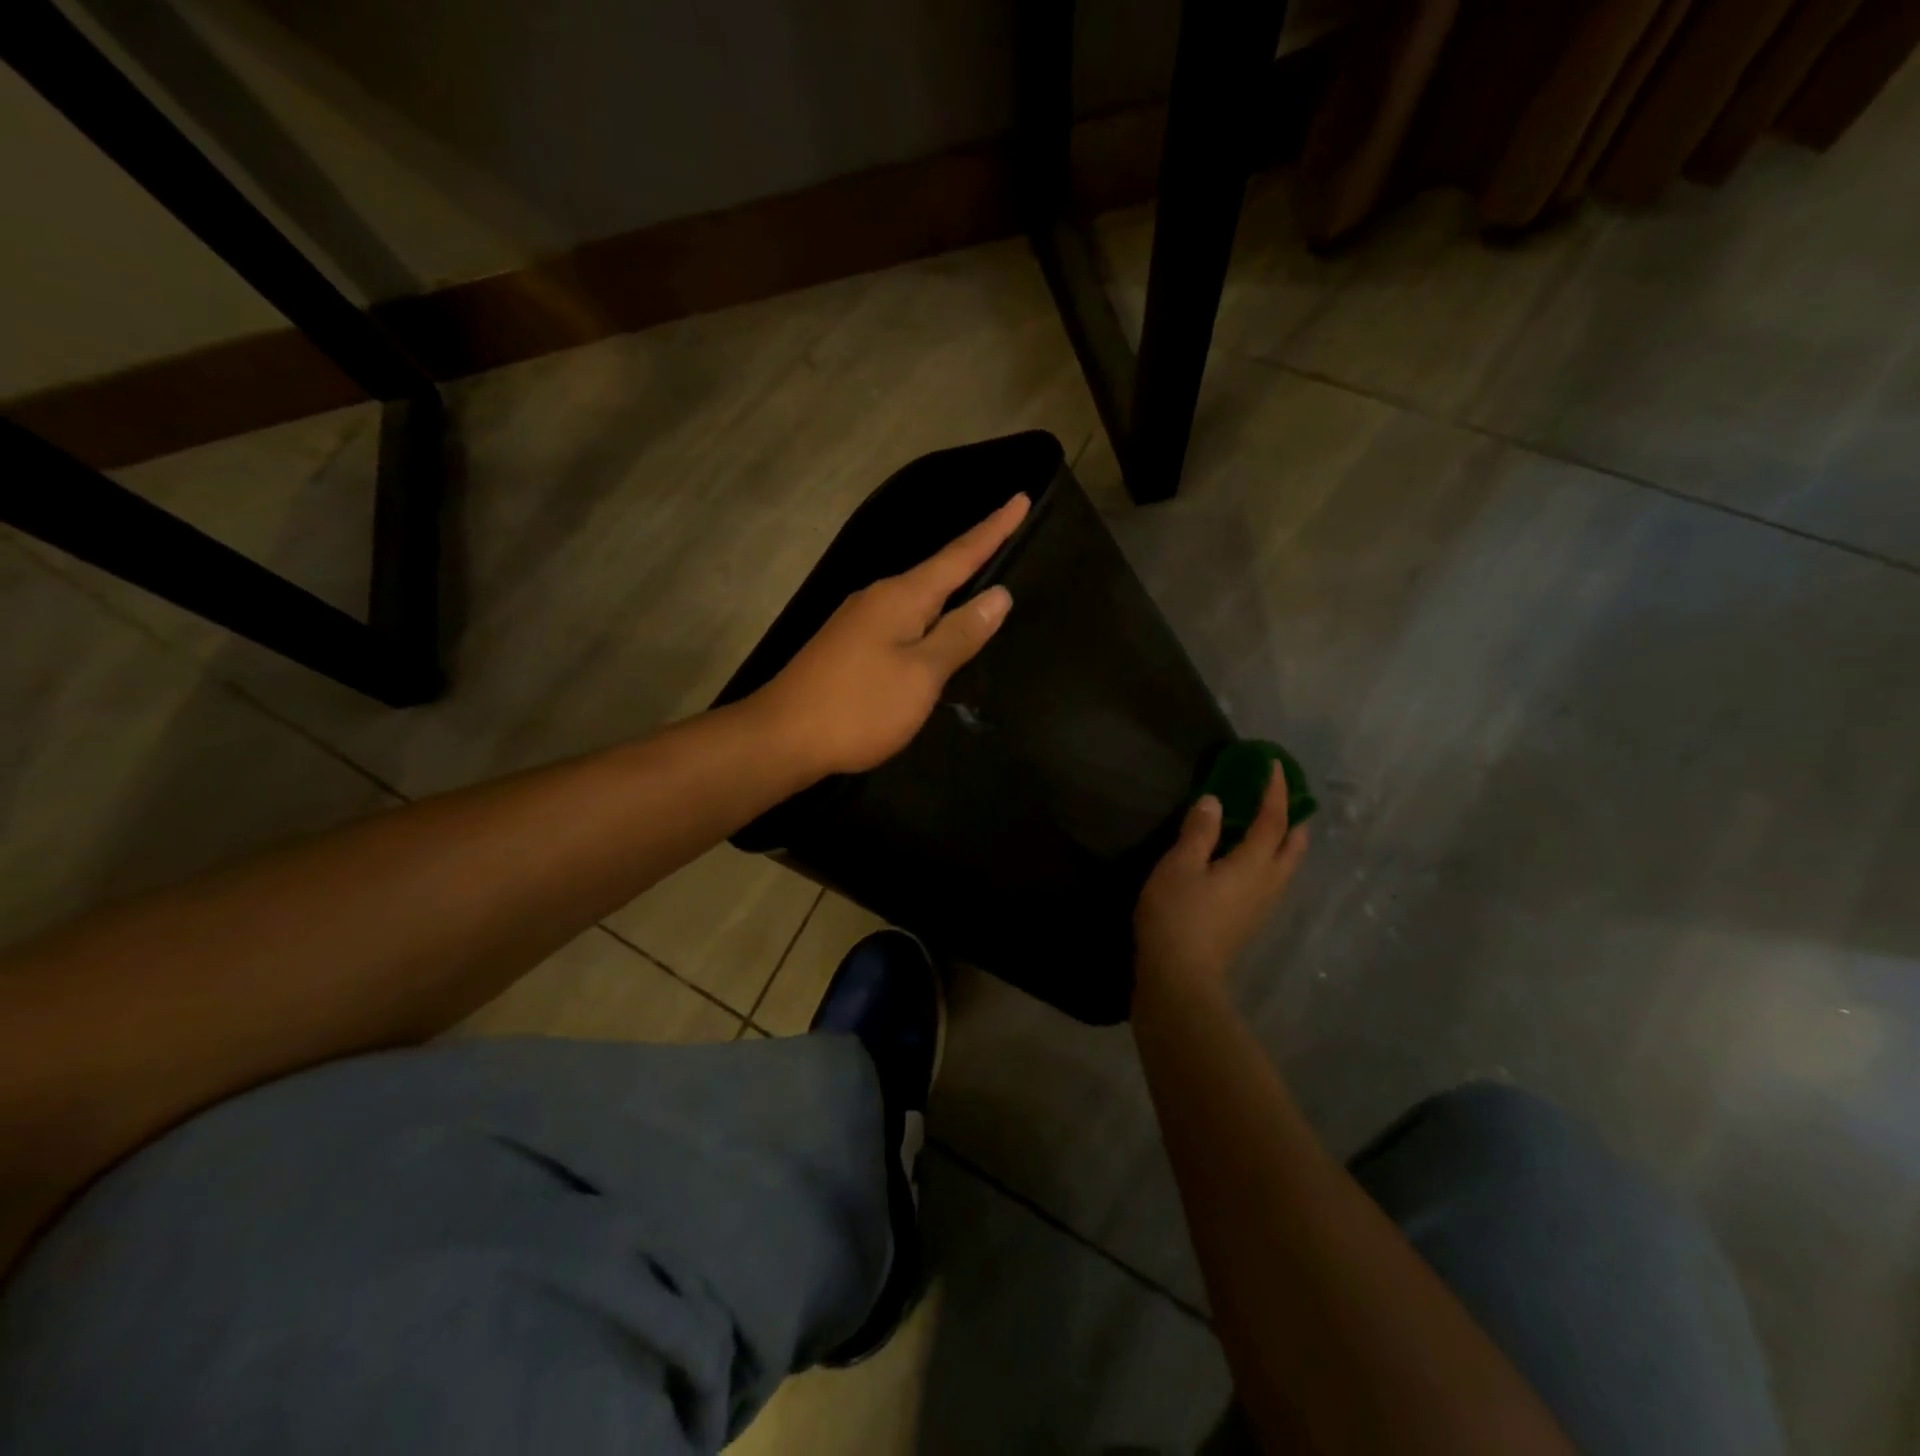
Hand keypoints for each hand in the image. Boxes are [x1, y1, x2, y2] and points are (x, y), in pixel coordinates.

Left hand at [751, 494, 1030, 776]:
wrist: (781, 738)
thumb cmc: (859, 706)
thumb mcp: (921, 674)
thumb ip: (960, 634)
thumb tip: (998, 595)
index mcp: (901, 597)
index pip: (959, 555)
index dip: (993, 529)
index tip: (1020, 499)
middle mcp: (878, 598)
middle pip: (936, 571)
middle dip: (974, 553)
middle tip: (1008, 534)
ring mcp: (858, 621)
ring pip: (917, 597)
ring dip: (949, 586)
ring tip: (979, 578)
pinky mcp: (847, 646)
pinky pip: (900, 620)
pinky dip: (927, 616)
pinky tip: (934, 629)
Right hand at [1134, 769, 1309, 998]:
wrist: (1179, 976)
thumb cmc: (1177, 915)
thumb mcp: (1180, 865)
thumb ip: (1199, 831)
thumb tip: (1215, 801)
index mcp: (1253, 864)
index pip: (1274, 820)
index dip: (1275, 791)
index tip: (1274, 765)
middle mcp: (1268, 883)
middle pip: (1292, 846)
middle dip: (1292, 817)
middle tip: (1284, 794)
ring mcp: (1261, 906)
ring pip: (1285, 865)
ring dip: (1284, 839)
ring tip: (1270, 822)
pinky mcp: (1248, 920)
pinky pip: (1271, 878)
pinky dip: (1270, 857)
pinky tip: (1248, 859)